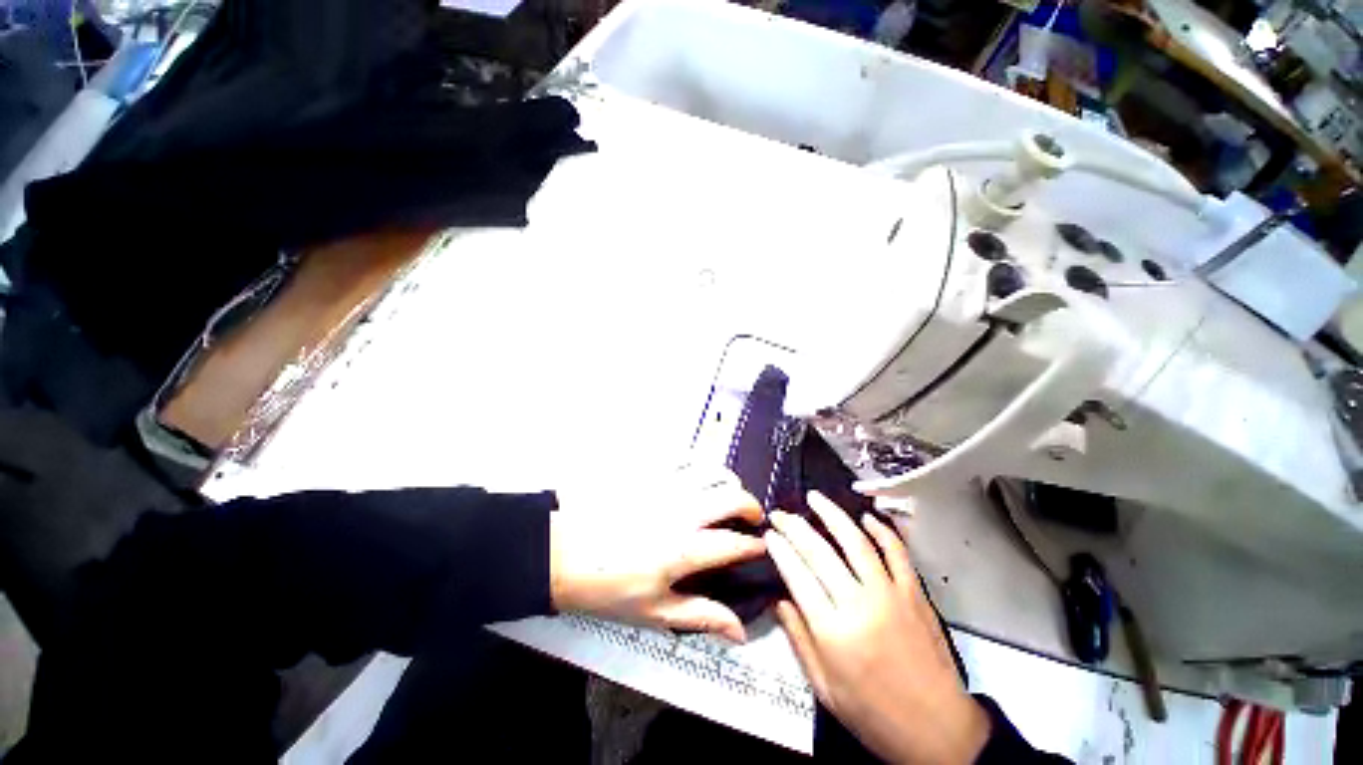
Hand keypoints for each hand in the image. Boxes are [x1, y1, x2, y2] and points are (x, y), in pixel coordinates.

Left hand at [550, 468, 765, 642]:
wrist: (562, 552)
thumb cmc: (607, 587)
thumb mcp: (653, 611)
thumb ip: (700, 615)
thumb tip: (740, 630)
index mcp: (685, 549)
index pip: (734, 543)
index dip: (754, 545)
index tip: (760, 547)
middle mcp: (682, 511)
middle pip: (732, 496)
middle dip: (751, 505)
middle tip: (751, 516)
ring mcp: (665, 485)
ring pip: (712, 471)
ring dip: (727, 482)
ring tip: (725, 494)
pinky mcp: (648, 471)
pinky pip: (684, 458)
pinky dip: (699, 466)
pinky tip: (695, 477)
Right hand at [765, 493, 988, 764]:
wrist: (939, 733)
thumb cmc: (874, 716)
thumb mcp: (825, 688)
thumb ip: (799, 639)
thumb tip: (779, 600)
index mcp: (834, 633)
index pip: (798, 576)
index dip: (780, 550)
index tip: (769, 533)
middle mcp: (860, 605)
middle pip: (820, 553)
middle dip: (795, 527)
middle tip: (780, 513)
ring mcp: (891, 595)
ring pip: (856, 542)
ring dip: (833, 515)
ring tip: (815, 498)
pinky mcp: (915, 594)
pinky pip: (897, 552)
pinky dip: (881, 530)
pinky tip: (866, 517)